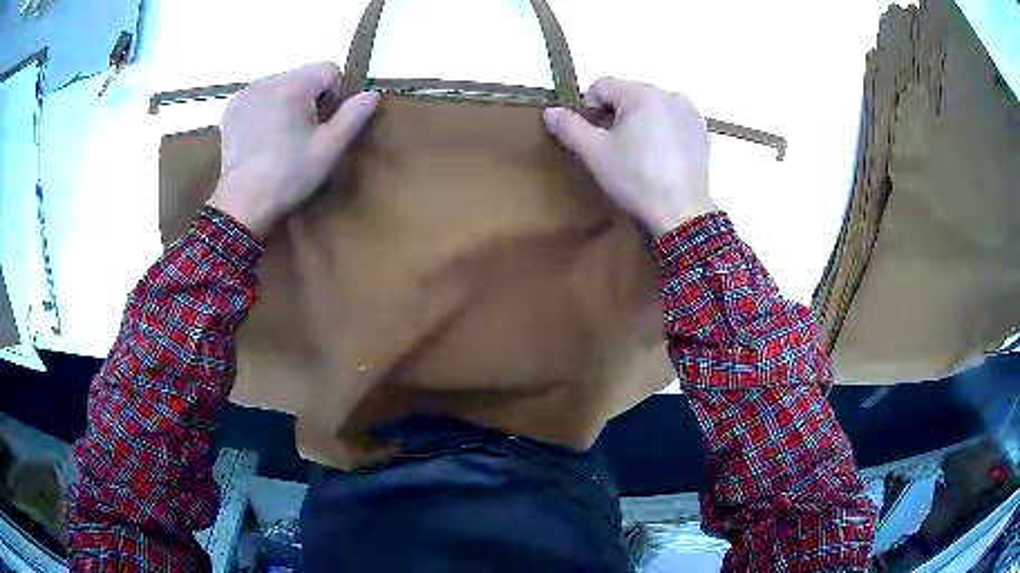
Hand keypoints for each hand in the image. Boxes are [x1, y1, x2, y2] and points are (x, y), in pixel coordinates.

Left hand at [208, 62, 379, 236]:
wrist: (242, 206)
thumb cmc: (289, 176)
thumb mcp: (329, 149)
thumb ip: (354, 116)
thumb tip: (371, 94)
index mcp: (292, 85)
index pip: (328, 69)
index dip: (335, 95)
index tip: (322, 125)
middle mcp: (266, 81)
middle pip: (303, 77)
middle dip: (309, 100)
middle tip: (301, 136)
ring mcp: (244, 95)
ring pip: (281, 87)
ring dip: (287, 104)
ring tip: (280, 139)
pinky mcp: (231, 110)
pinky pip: (259, 98)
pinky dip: (265, 111)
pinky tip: (261, 138)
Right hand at [543, 78, 715, 237]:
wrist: (683, 214)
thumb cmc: (636, 179)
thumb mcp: (595, 153)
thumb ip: (570, 127)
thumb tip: (550, 111)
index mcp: (642, 93)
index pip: (602, 85)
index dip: (588, 108)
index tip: (593, 137)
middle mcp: (669, 94)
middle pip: (628, 94)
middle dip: (615, 115)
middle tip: (615, 149)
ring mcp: (690, 112)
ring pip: (651, 107)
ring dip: (639, 122)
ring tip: (639, 155)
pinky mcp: (702, 131)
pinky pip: (672, 120)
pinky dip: (662, 131)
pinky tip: (661, 158)